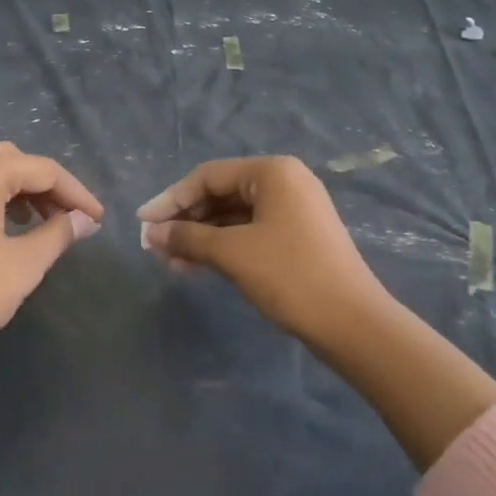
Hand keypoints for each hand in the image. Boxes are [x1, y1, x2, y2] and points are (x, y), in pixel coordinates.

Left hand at [0, 141, 103, 376]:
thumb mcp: (23, 266)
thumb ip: (58, 234)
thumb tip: (85, 220)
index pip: (44, 170)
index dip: (76, 194)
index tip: (98, 220)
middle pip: (14, 160)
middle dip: (45, 186)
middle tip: (68, 220)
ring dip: (15, 186)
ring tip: (35, 221)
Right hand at [137, 155, 382, 340]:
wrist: (353, 323)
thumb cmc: (290, 275)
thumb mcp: (233, 253)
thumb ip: (188, 237)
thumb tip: (152, 233)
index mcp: (272, 172)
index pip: (208, 176)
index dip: (171, 199)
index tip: (143, 222)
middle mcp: (284, 182)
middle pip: (221, 193)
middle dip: (185, 219)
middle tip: (154, 244)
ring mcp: (293, 210)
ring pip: (233, 216)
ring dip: (201, 236)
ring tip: (170, 260)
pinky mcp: (297, 236)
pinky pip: (249, 231)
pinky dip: (222, 246)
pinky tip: (195, 265)